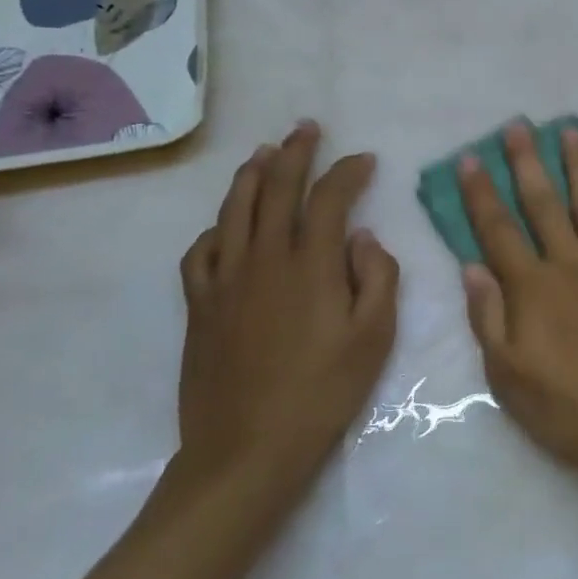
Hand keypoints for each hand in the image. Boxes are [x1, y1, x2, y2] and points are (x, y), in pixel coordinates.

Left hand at [175, 122, 398, 511]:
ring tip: (263, 152)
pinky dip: (215, 228)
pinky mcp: (199, 306)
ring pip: (233, 210)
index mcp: (311, 265)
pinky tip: (224, 225)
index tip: (364, 160)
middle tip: (307, 129)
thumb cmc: (323, 392)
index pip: (330, 198)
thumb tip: (363, 237)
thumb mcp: (375, 337)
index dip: (348, 171)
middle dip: (295, 152)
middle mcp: (264, 258)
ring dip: (250, 175)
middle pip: (276, 188)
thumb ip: (378, 277)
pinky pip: (200, 252)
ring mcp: (225, 280)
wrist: (247, 450)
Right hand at [458, 122, 577, 486]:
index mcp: (533, 288)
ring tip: (571, 132)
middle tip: (519, 125)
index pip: (499, 229)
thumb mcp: (509, 378)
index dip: (481, 192)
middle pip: (545, 203)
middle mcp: (573, 263)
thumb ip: (488, 318)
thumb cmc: (570, 410)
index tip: (470, 157)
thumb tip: (471, 266)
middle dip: (527, 162)